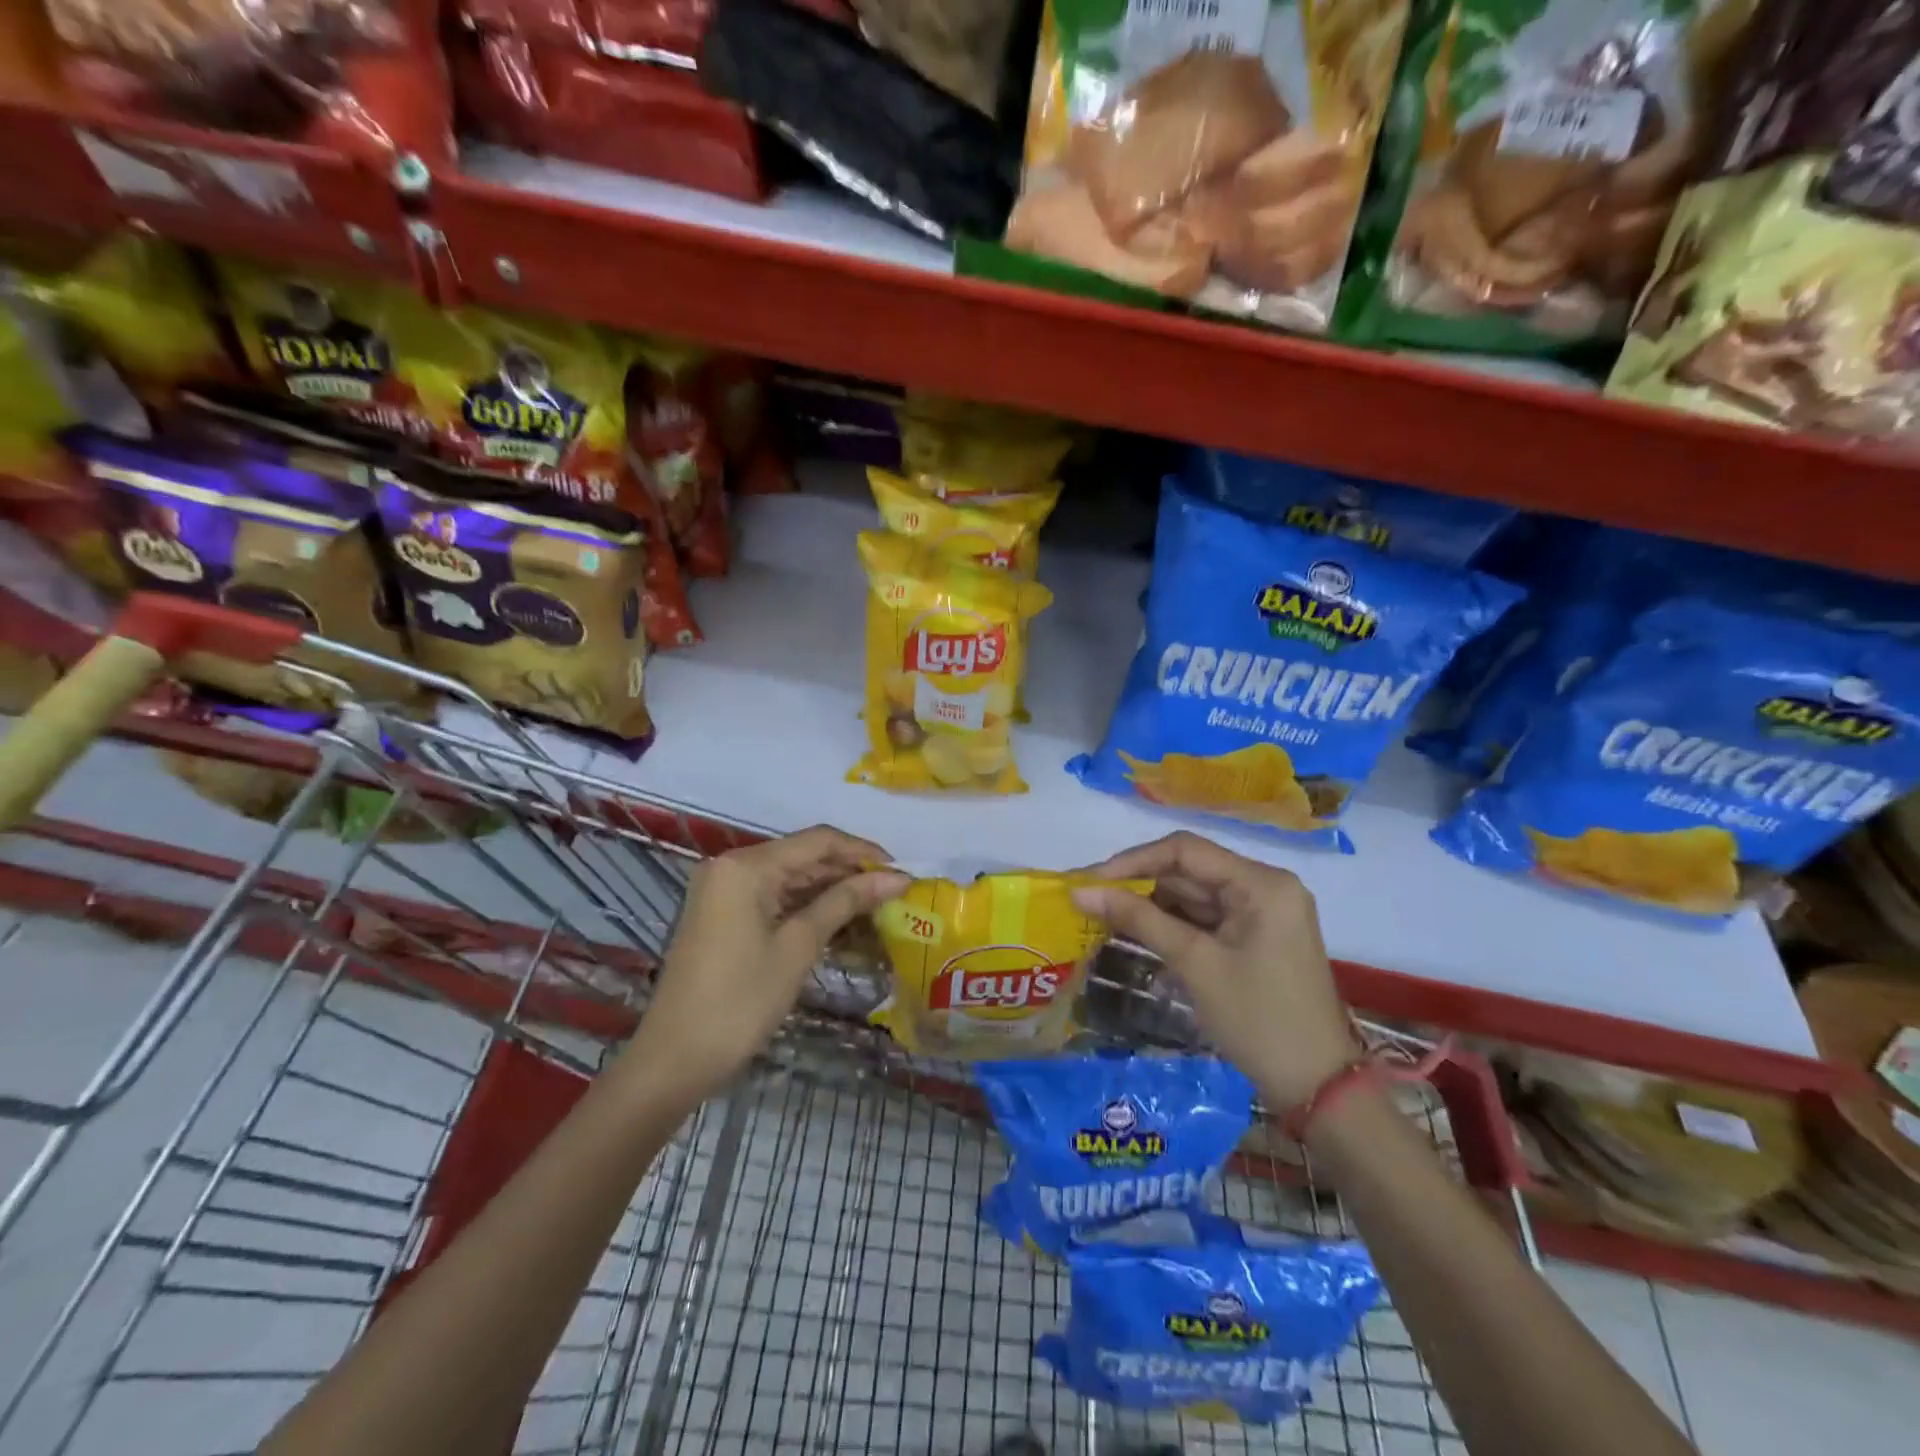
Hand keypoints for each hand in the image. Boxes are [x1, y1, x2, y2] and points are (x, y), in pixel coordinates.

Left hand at [622, 827, 909, 1103]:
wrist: (674, 1061)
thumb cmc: (740, 1001)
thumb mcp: (798, 946)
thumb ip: (846, 902)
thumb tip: (897, 877)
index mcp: (746, 865)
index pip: (818, 841)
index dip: (863, 852)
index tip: (902, 872)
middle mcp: (732, 866)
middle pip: (804, 857)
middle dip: (849, 874)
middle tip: (894, 895)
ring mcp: (724, 891)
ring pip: (791, 879)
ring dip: (831, 893)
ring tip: (876, 910)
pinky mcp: (723, 916)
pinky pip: (774, 899)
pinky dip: (807, 909)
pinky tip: (841, 925)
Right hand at [1072, 832, 1359, 1107]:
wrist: (1318, 1088)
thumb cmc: (1258, 1020)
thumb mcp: (1195, 964)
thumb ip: (1138, 919)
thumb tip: (1080, 891)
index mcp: (1261, 883)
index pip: (1185, 851)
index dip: (1132, 861)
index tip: (1089, 880)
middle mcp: (1265, 886)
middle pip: (1190, 871)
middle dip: (1138, 884)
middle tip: (1088, 898)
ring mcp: (1263, 912)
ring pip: (1194, 895)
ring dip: (1151, 905)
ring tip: (1102, 915)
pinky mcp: (1256, 937)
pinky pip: (1206, 918)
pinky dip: (1172, 924)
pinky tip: (1136, 932)